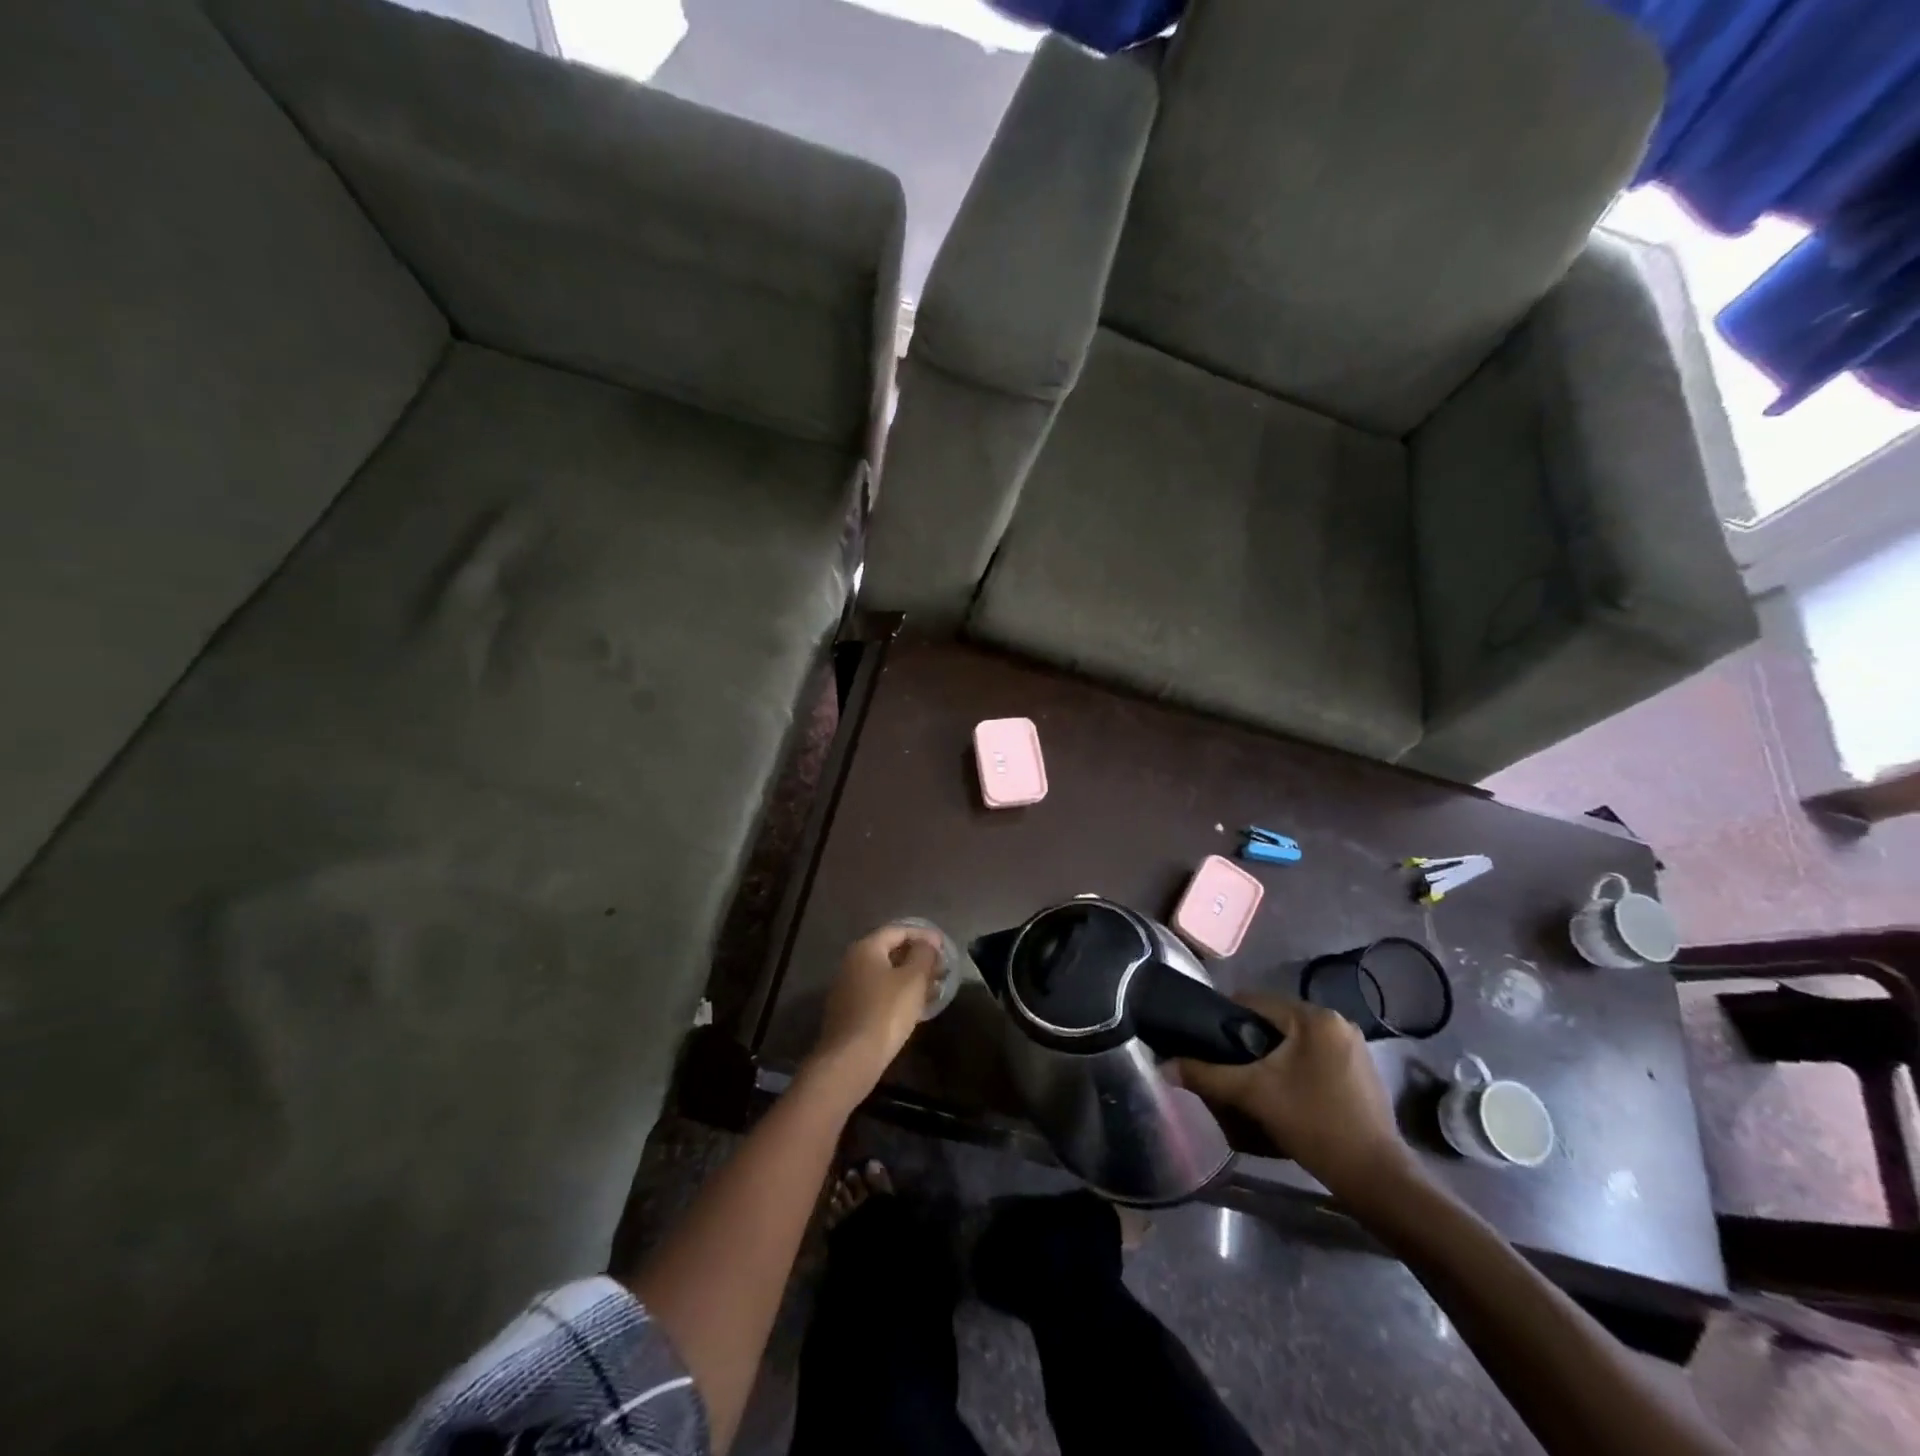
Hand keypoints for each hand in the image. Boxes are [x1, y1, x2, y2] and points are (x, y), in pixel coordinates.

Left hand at [805, 924, 943, 1099]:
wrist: (851, 1058)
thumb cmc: (886, 1011)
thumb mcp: (913, 979)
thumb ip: (924, 954)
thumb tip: (928, 942)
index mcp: (866, 948)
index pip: (898, 930)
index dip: (923, 935)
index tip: (944, 946)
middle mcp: (852, 962)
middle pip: (890, 952)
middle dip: (918, 958)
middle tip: (941, 968)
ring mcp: (847, 988)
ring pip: (885, 975)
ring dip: (910, 978)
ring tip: (934, 988)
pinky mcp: (849, 1011)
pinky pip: (878, 993)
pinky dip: (898, 994)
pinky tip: (915, 1007)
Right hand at [1176, 995, 1417, 1204]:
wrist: (1375, 1178)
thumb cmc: (1313, 1123)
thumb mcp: (1252, 1095)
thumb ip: (1206, 1075)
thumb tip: (1164, 1066)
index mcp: (1314, 1016)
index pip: (1254, 1001)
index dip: (1225, 1018)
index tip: (1207, 1041)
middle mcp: (1338, 1022)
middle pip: (1276, 1021)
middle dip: (1249, 1041)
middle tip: (1228, 1068)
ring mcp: (1355, 1048)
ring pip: (1296, 1041)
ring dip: (1272, 1056)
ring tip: (1253, 1084)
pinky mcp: (1363, 1072)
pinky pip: (1316, 1057)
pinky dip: (1296, 1069)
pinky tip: (1286, 1095)